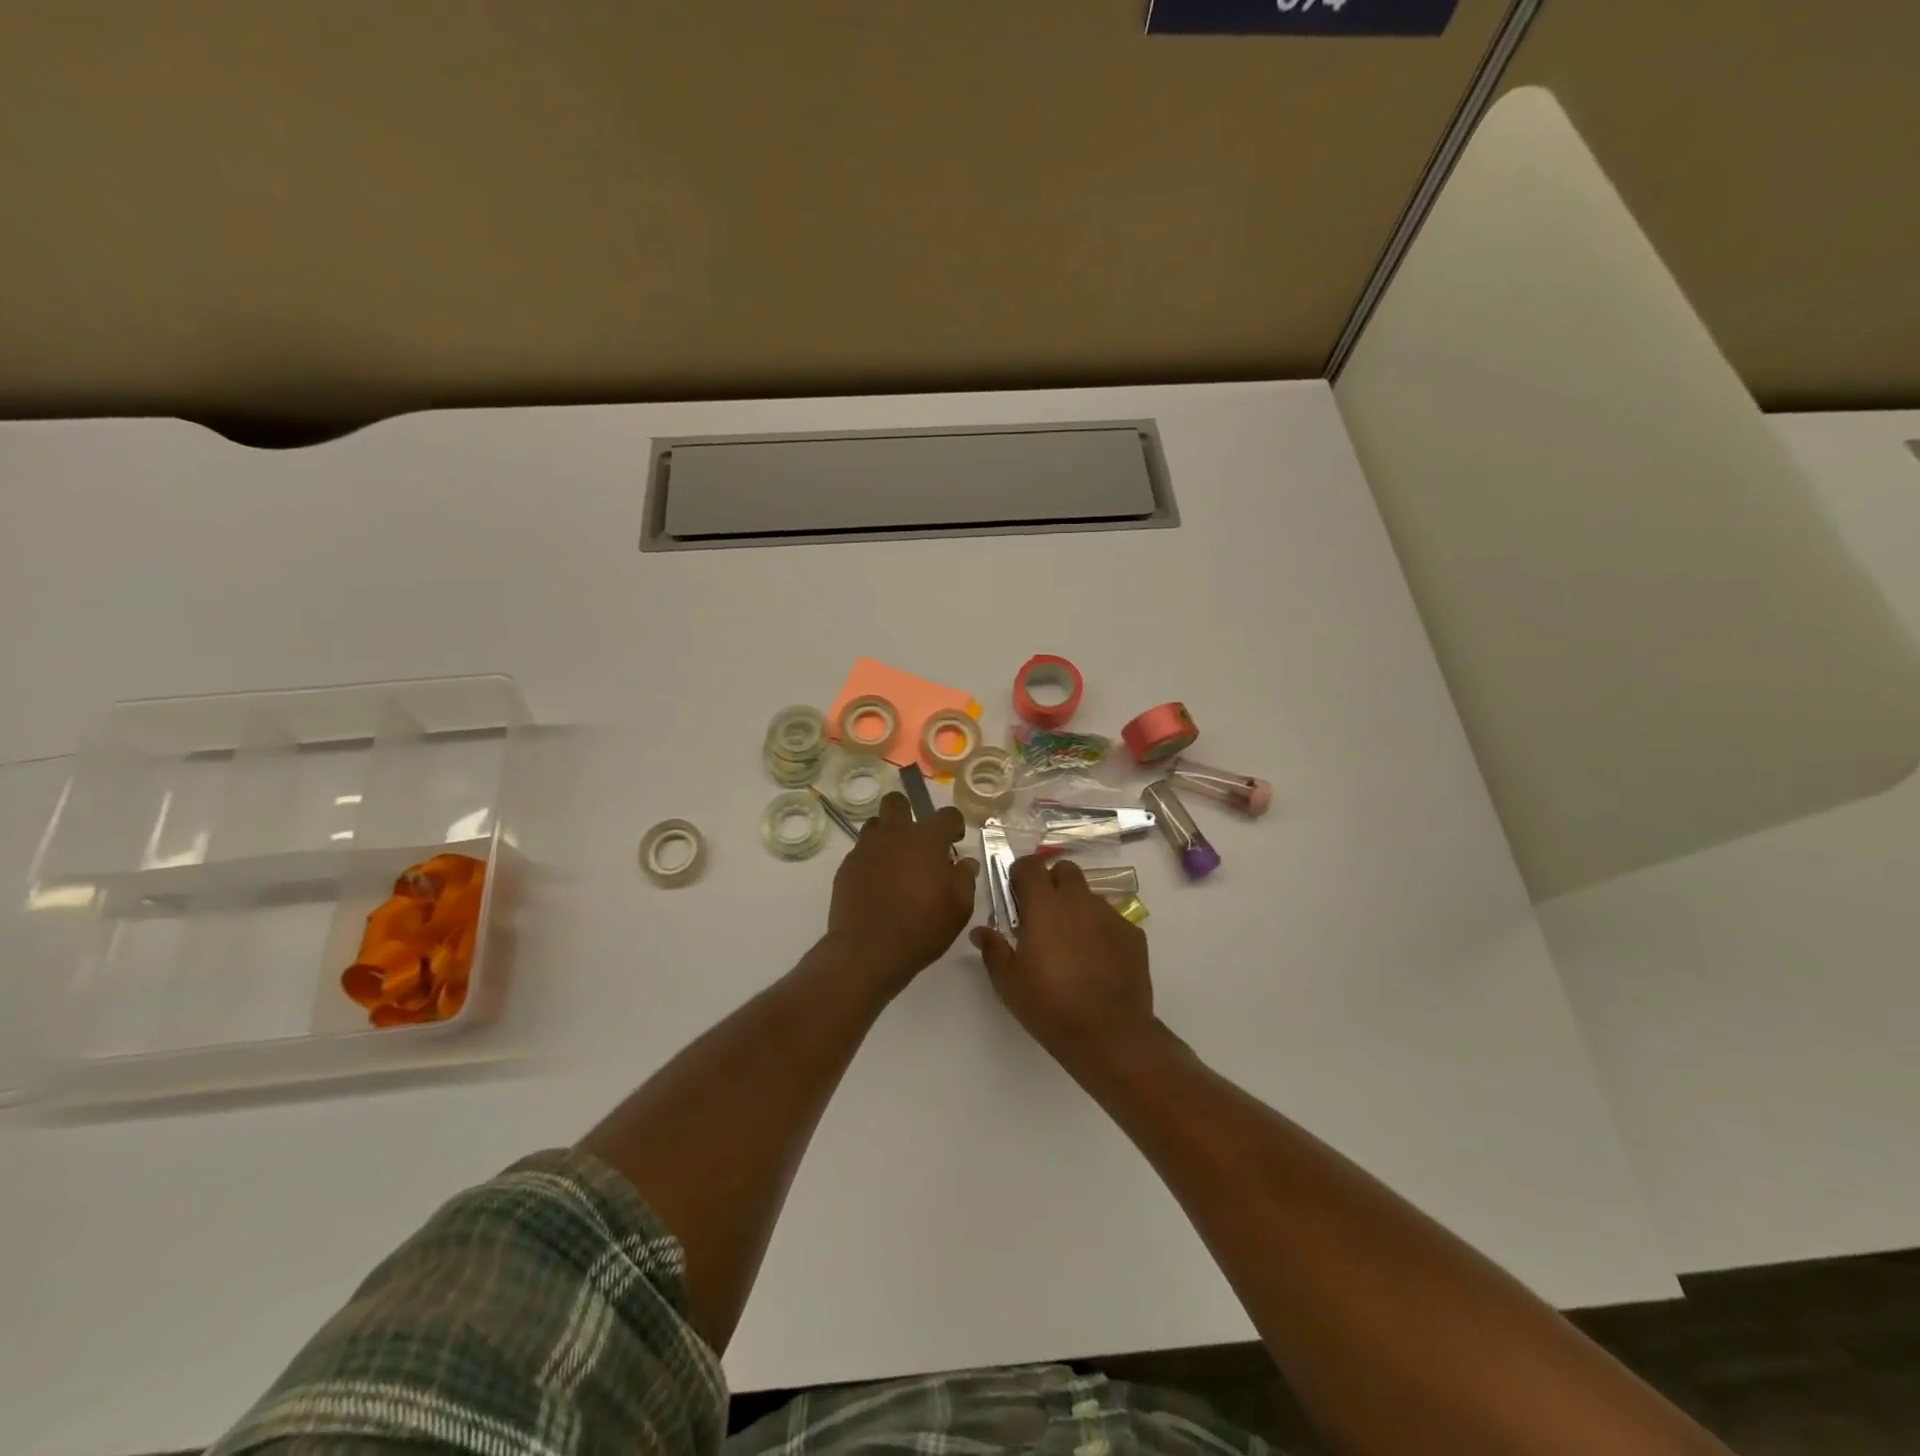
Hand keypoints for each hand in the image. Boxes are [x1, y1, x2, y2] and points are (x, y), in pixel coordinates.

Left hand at [828, 794, 978, 993]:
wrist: (868, 950)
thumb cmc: (922, 926)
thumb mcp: (959, 907)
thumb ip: (965, 879)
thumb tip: (965, 863)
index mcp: (926, 839)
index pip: (947, 814)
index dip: (954, 825)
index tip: (954, 842)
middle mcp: (894, 834)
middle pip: (897, 802)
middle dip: (908, 813)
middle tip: (918, 842)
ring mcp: (866, 849)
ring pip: (875, 824)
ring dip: (887, 835)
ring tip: (896, 862)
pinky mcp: (846, 867)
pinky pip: (861, 851)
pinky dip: (872, 860)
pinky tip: (878, 884)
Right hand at [971, 856, 1155, 1065]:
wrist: (1110, 1035)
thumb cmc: (1050, 1006)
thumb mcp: (1009, 983)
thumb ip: (993, 949)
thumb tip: (981, 931)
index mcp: (1045, 907)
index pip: (1030, 866)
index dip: (1020, 874)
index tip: (1016, 895)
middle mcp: (1079, 901)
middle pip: (1064, 870)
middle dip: (1051, 883)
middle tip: (1042, 915)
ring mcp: (1110, 915)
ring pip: (1088, 896)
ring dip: (1076, 908)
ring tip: (1071, 944)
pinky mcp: (1133, 934)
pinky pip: (1111, 919)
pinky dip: (1099, 930)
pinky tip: (1096, 961)